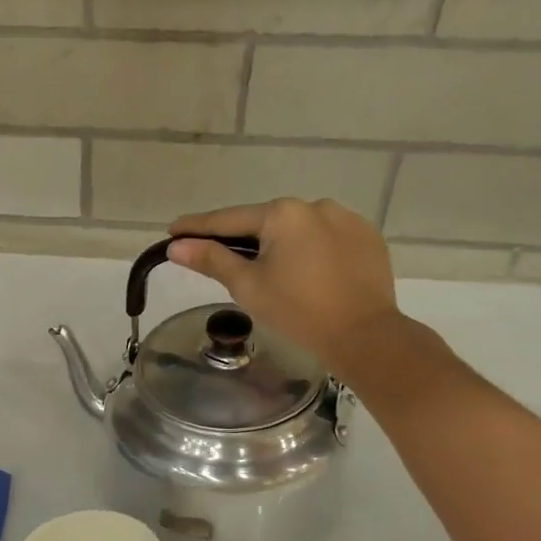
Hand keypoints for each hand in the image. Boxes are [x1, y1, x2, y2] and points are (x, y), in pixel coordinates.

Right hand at [167, 198, 401, 370]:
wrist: (364, 335)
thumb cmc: (297, 311)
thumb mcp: (247, 286)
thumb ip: (212, 260)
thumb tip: (177, 246)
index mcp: (282, 214)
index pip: (228, 219)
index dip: (197, 227)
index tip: (173, 231)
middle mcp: (314, 205)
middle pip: (265, 222)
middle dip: (241, 238)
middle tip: (218, 257)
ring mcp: (346, 219)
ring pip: (297, 229)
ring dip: (279, 243)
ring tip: (269, 270)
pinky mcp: (367, 237)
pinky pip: (326, 238)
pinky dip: (309, 250)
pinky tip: (306, 272)